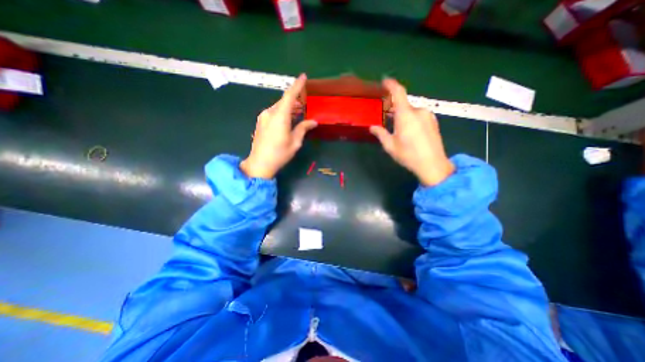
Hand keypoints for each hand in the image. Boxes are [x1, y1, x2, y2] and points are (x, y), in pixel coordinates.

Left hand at [239, 74, 316, 178]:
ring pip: (278, 107)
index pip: (290, 96)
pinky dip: (282, 112)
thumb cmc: (280, 154)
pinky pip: (273, 112)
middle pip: (284, 101)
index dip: (297, 85)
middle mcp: (270, 113)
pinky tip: (288, 119)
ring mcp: (263, 117)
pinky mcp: (260, 122)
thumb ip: (303, 128)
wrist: (260, 163)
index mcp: (280, 116)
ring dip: (289, 107)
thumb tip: (313, 122)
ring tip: (298, 112)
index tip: (303, 76)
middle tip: (305, 103)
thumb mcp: (295, 142)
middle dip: (295, 99)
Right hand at [370, 80, 455, 186]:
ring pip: (411, 112)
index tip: (384, 81)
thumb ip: (381, 133)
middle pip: (404, 105)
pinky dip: (412, 120)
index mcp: (406, 115)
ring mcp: (428, 116)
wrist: (433, 165)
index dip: (391, 84)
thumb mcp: (390, 145)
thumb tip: (372, 127)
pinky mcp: (434, 122)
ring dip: (403, 117)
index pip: (398, 93)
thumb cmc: (408, 155)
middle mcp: (418, 111)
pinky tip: (410, 134)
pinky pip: (419, 116)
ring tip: (400, 132)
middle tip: (388, 121)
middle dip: (395, 111)